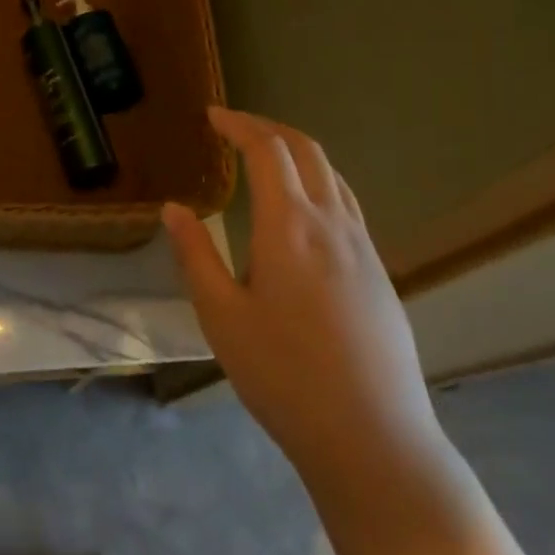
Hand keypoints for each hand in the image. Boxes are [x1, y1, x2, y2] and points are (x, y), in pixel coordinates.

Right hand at [163, 107, 436, 476]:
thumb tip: (174, 209)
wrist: (373, 439)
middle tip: (235, 126)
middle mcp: (332, 224)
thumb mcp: (221, 316)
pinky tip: (303, 212)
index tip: (213, 116)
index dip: (239, 124)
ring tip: (266, 159)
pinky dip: (319, 182)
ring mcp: (364, 248)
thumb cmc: (283, 376)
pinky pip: (347, 205)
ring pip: (333, 175)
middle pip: (306, 150)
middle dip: (269, 127)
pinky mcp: (380, 274)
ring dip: (298, 152)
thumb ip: (196, 255)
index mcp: (290, 226)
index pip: (267, 150)